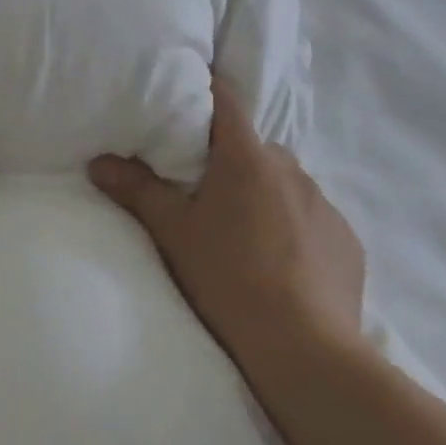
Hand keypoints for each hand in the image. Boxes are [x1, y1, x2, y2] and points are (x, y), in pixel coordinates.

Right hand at [88, 77, 365, 371]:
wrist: (305, 352)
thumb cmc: (228, 278)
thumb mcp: (173, 233)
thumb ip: (136, 190)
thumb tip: (97, 163)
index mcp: (247, 157)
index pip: (226, 100)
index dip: (206, 92)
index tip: (187, 97)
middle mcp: (291, 169)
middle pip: (253, 148)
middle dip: (230, 160)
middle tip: (204, 191)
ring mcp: (325, 205)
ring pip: (284, 184)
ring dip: (264, 195)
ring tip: (244, 235)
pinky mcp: (348, 242)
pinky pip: (313, 219)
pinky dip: (295, 229)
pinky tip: (282, 265)